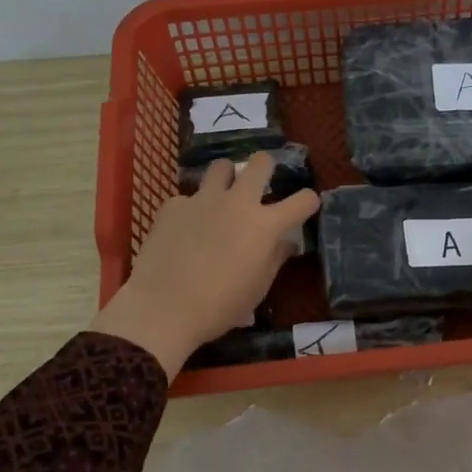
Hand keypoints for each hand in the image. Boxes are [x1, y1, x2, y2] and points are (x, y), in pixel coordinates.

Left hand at [90, 154, 318, 378]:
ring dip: (227, 178)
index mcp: (266, 225)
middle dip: (265, 168)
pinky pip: (187, 197)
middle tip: (260, 185)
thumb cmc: (221, 306)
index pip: (303, 200)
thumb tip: (286, 243)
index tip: (304, 207)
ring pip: (221, 166)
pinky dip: (191, 209)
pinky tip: (184, 229)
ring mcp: (203, 199)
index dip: (308, 201)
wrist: (164, 308)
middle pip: (260, 163)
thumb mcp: (258, 288)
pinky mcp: (173, 205)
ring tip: (222, 196)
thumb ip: (275, 258)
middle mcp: (238, 202)